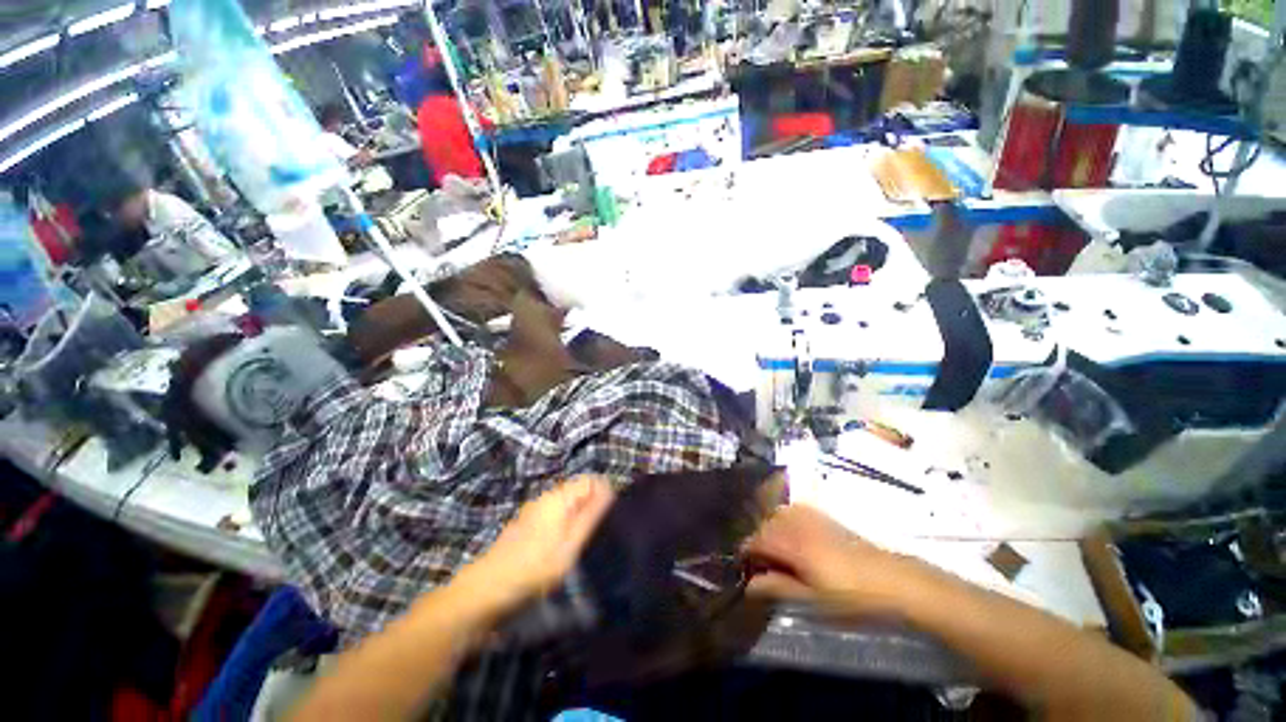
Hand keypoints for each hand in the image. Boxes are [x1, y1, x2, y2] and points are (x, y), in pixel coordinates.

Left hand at [455, 476, 614, 617]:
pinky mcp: (526, 524)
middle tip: (597, 534)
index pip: (591, 480)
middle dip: (591, 507)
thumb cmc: (534, 567)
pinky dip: (562, 526)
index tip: (611, 518)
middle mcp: (546, 497)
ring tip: (581, 544)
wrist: (485, 590)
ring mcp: (534, 510)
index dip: (604, 494)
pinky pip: (553, 516)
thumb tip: (609, 490)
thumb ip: (591, 516)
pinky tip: (560, 549)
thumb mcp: (570, 545)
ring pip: (566, 504)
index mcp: (559, 497)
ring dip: (577, 518)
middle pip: (578, 491)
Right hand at [743, 504, 920, 618]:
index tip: (745, 570)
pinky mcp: (825, 517)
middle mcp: (797, 522)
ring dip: (771, 531)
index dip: (747, 554)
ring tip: (778, 555)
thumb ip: (777, 588)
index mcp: (791, 542)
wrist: (893, 582)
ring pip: (778, 515)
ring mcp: (812, 516)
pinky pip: (794, 511)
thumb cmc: (850, 596)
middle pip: (765, 524)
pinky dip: (786, 522)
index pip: (756, 540)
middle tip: (763, 567)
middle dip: (758, 542)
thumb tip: (748, 585)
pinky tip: (795, 540)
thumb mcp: (811, 599)